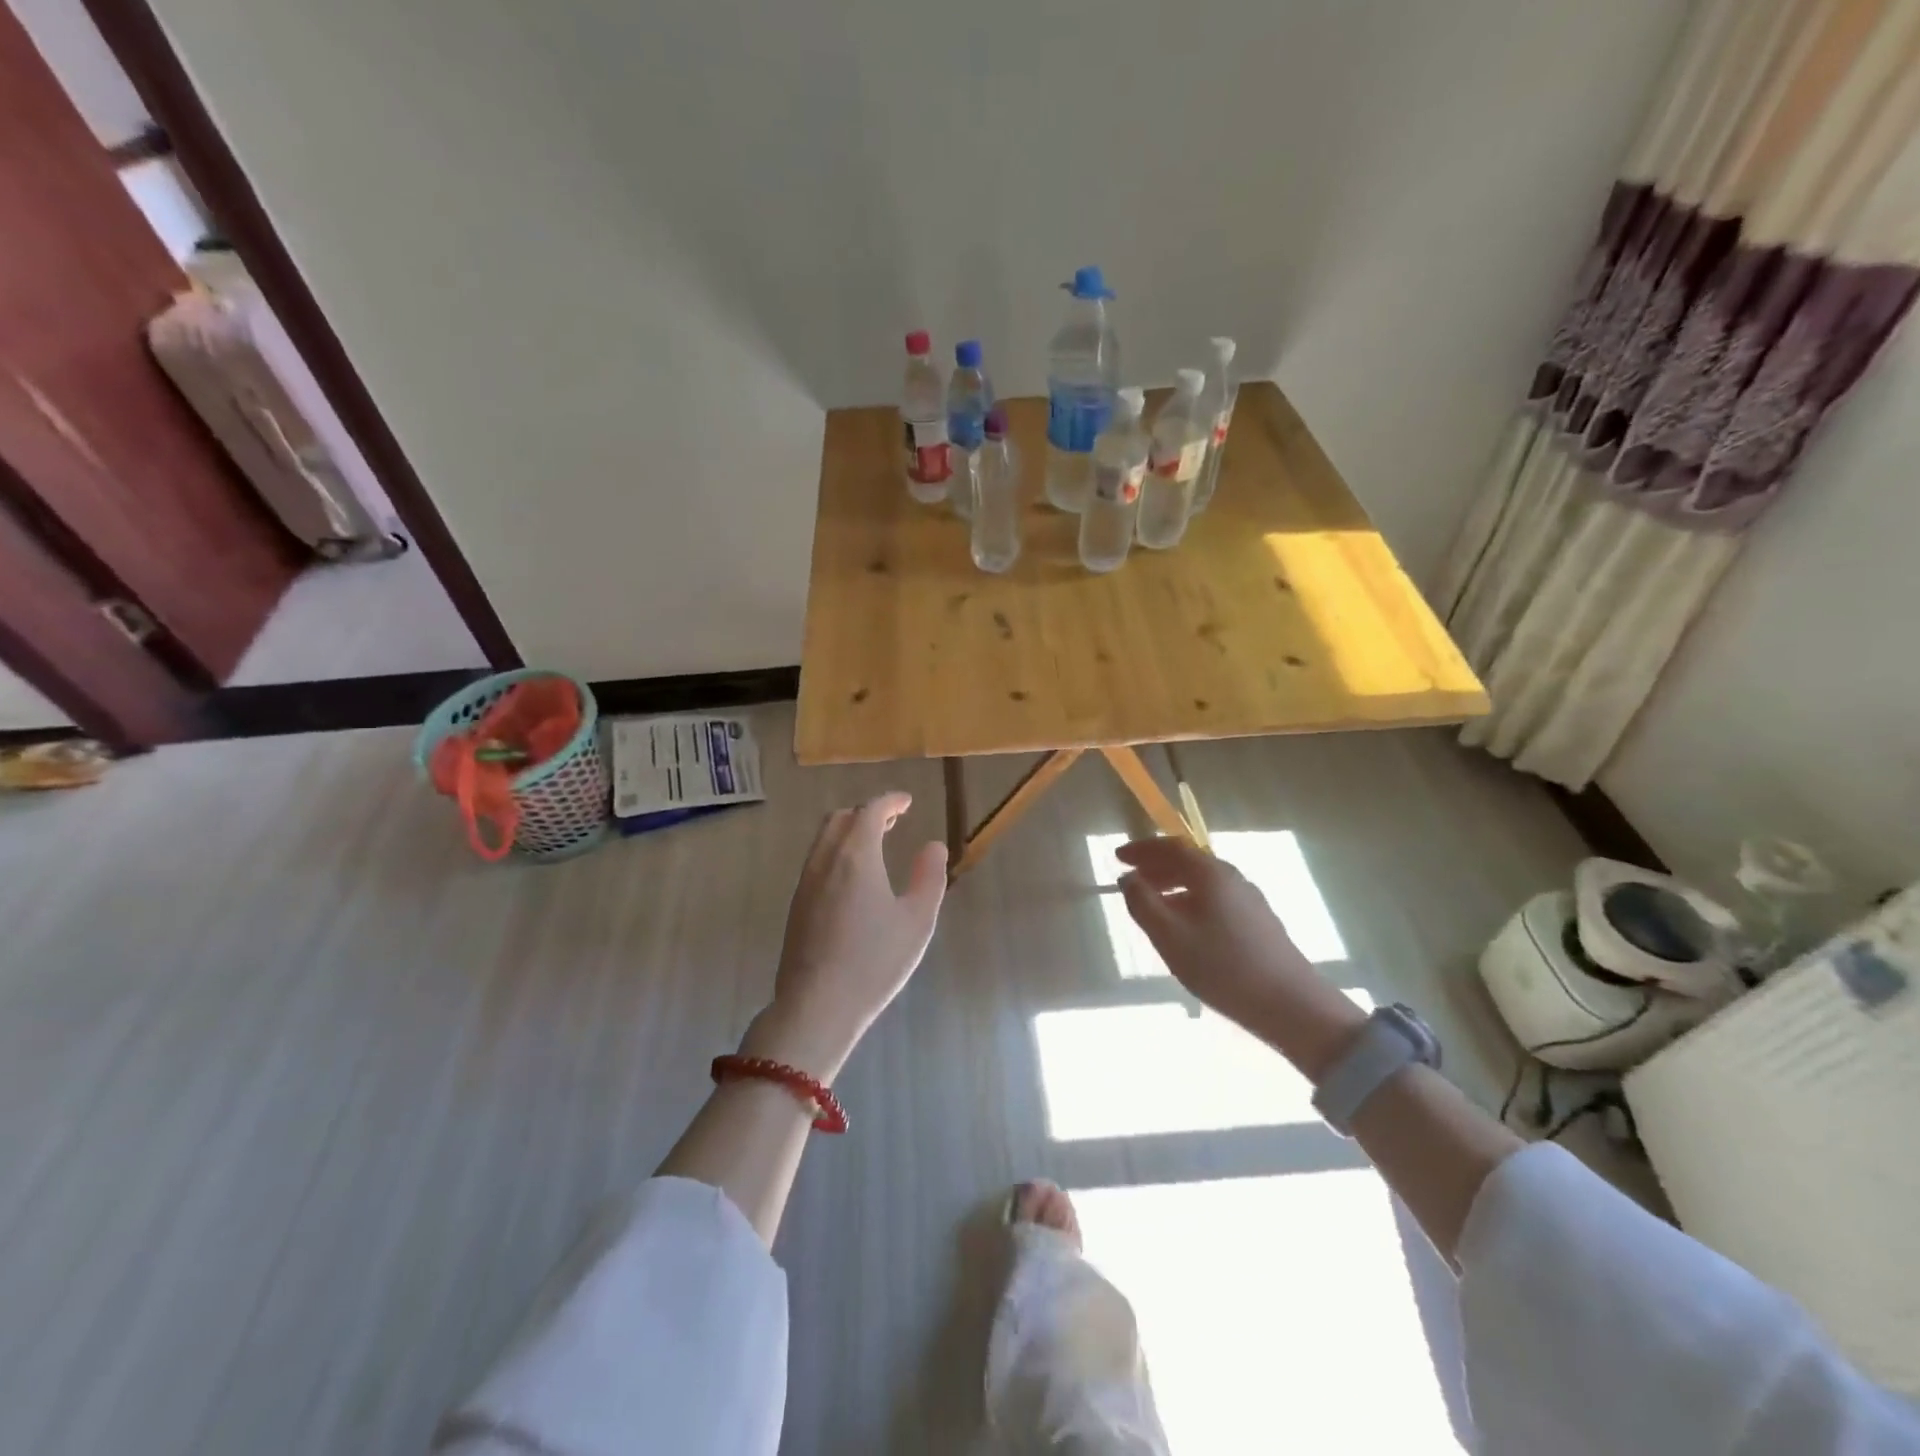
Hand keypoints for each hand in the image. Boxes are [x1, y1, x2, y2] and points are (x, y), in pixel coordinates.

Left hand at [743, 792, 946, 1082]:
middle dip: (867, 812)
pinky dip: (836, 851)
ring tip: (874, 845)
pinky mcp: (796, 905)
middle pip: (841, 818)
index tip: (906, 802)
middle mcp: (825, 860)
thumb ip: (929, 877)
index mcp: (856, 856)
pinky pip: (816, 860)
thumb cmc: (874, 961)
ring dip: (849, 831)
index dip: (890, 801)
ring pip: (824, 839)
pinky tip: (852, 878)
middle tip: (892, 820)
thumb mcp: (917, 920)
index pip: (870, 810)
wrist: (816, 1006)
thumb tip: (934, 846)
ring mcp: (805, 882)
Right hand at [1117, 837, 1362, 1074]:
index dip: (1143, 849)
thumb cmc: (1223, 967)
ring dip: (1173, 885)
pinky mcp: (1258, 922)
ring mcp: (1249, 900)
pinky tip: (1185, 927)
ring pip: (1203, 882)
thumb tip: (1128, 878)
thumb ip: (1143, 903)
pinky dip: (1191, 900)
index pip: (1172, 846)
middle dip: (1156, 866)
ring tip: (1152, 905)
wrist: (1291, 1006)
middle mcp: (1232, 878)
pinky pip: (1215, 898)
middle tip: (1131, 880)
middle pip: (1189, 861)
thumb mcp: (1170, 937)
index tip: (1118, 857)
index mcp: (1211, 874)